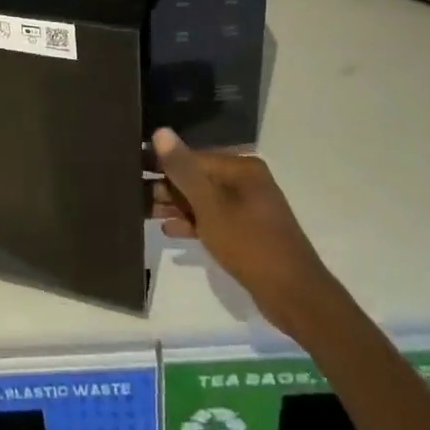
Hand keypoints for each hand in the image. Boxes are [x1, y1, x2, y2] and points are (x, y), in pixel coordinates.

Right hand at [151, 127, 336, 335]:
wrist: (294, 296)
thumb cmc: (250, 244)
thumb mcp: (210, 206)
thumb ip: (183, 170)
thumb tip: (160, 132)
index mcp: (242, 169)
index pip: (192, 158)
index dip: (163, 165)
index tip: (134, 172)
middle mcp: (246, 182)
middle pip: (198, 178)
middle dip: (167, 188)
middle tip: (134, 195)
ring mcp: (248, 209)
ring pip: (203, 201)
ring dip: (176, 207)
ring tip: (144, 212)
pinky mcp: (247, 232)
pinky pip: (213, 220)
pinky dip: (193, 224)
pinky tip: (168, 230)